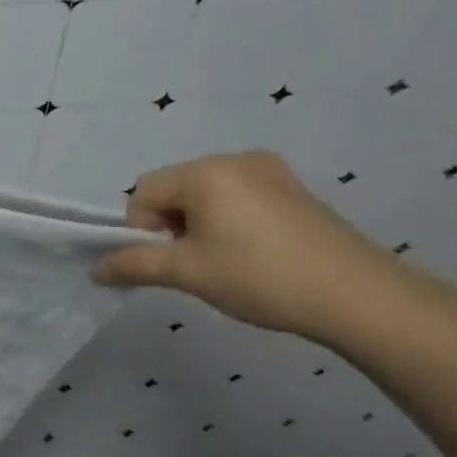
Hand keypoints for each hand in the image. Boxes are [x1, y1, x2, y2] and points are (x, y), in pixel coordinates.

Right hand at [92, 151, 394, 341]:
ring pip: (206, 194)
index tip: (169, 262)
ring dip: (199, 225)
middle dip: (171, 226)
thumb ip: (134, 264)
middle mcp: (234, 159)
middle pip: (174, 189)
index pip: (143, 192)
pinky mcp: (294, 188)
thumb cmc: (262, 278)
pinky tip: (252, 253)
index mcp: (205, 171)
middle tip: (196, 265)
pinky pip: (238, 196)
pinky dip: (229, 221)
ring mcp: (270, 170)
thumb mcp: (188, 273)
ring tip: (225, 262)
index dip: (142, 230)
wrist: (361, 297)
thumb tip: (95, 270)